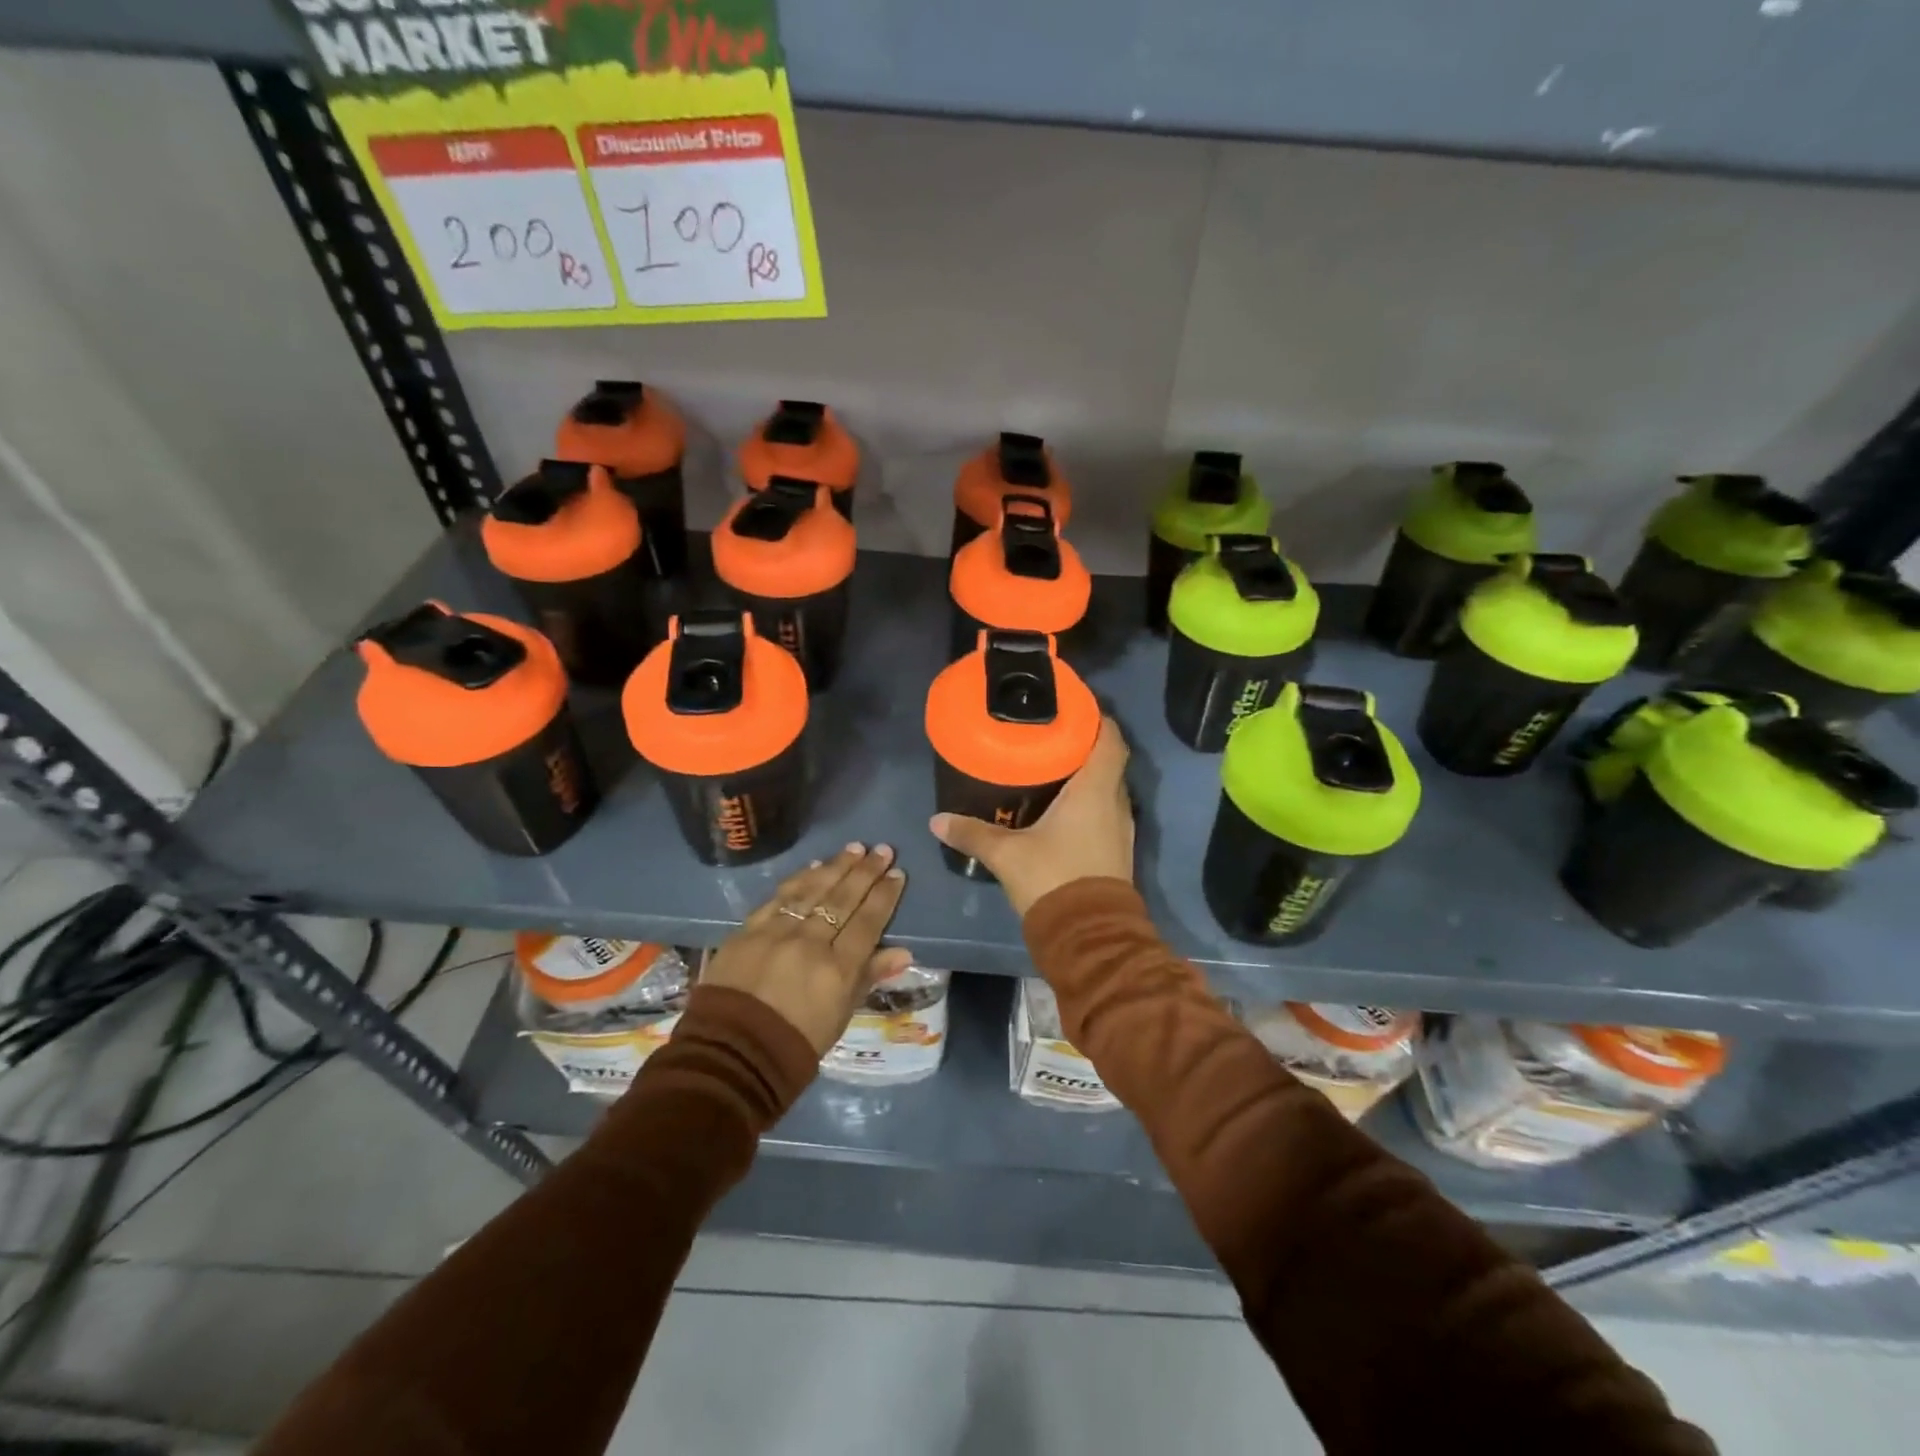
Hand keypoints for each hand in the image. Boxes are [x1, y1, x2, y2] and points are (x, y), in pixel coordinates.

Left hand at [702, 843, 909, 1056]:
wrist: (731, 1054)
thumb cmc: (795, 1044)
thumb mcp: (840, 1016)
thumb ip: (869, 977)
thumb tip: (903, 952)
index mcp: (837, 970)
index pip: (868, 922)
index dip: (884, 896)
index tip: (898, 874)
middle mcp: (810, 943)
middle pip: (843, 899)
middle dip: (866, 872)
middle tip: (883, 850)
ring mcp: (776, 933)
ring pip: (813, 891)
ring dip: (836, 867)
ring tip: (854, 848)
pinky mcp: (748, 931)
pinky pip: (779, 898)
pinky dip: (799, 880)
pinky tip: (814, 867)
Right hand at [929, 717, 1133, 916]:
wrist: (1089, 936)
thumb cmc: (1052, 878)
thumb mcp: (1006, 854)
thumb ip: (972, 833)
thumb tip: (937, 821)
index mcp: (1095, 790)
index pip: (1110, 739)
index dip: (1097, 718)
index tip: (1075, 708)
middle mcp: (1115, 803)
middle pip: (1109, 761)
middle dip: (1085, 746)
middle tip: (1052, 736)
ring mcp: (1120, 828)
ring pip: (1108, 789)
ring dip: (1088, 776)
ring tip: (1054, 767)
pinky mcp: (1117, 850)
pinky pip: (1106, 812)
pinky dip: (1089, 802)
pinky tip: (1062, 808)